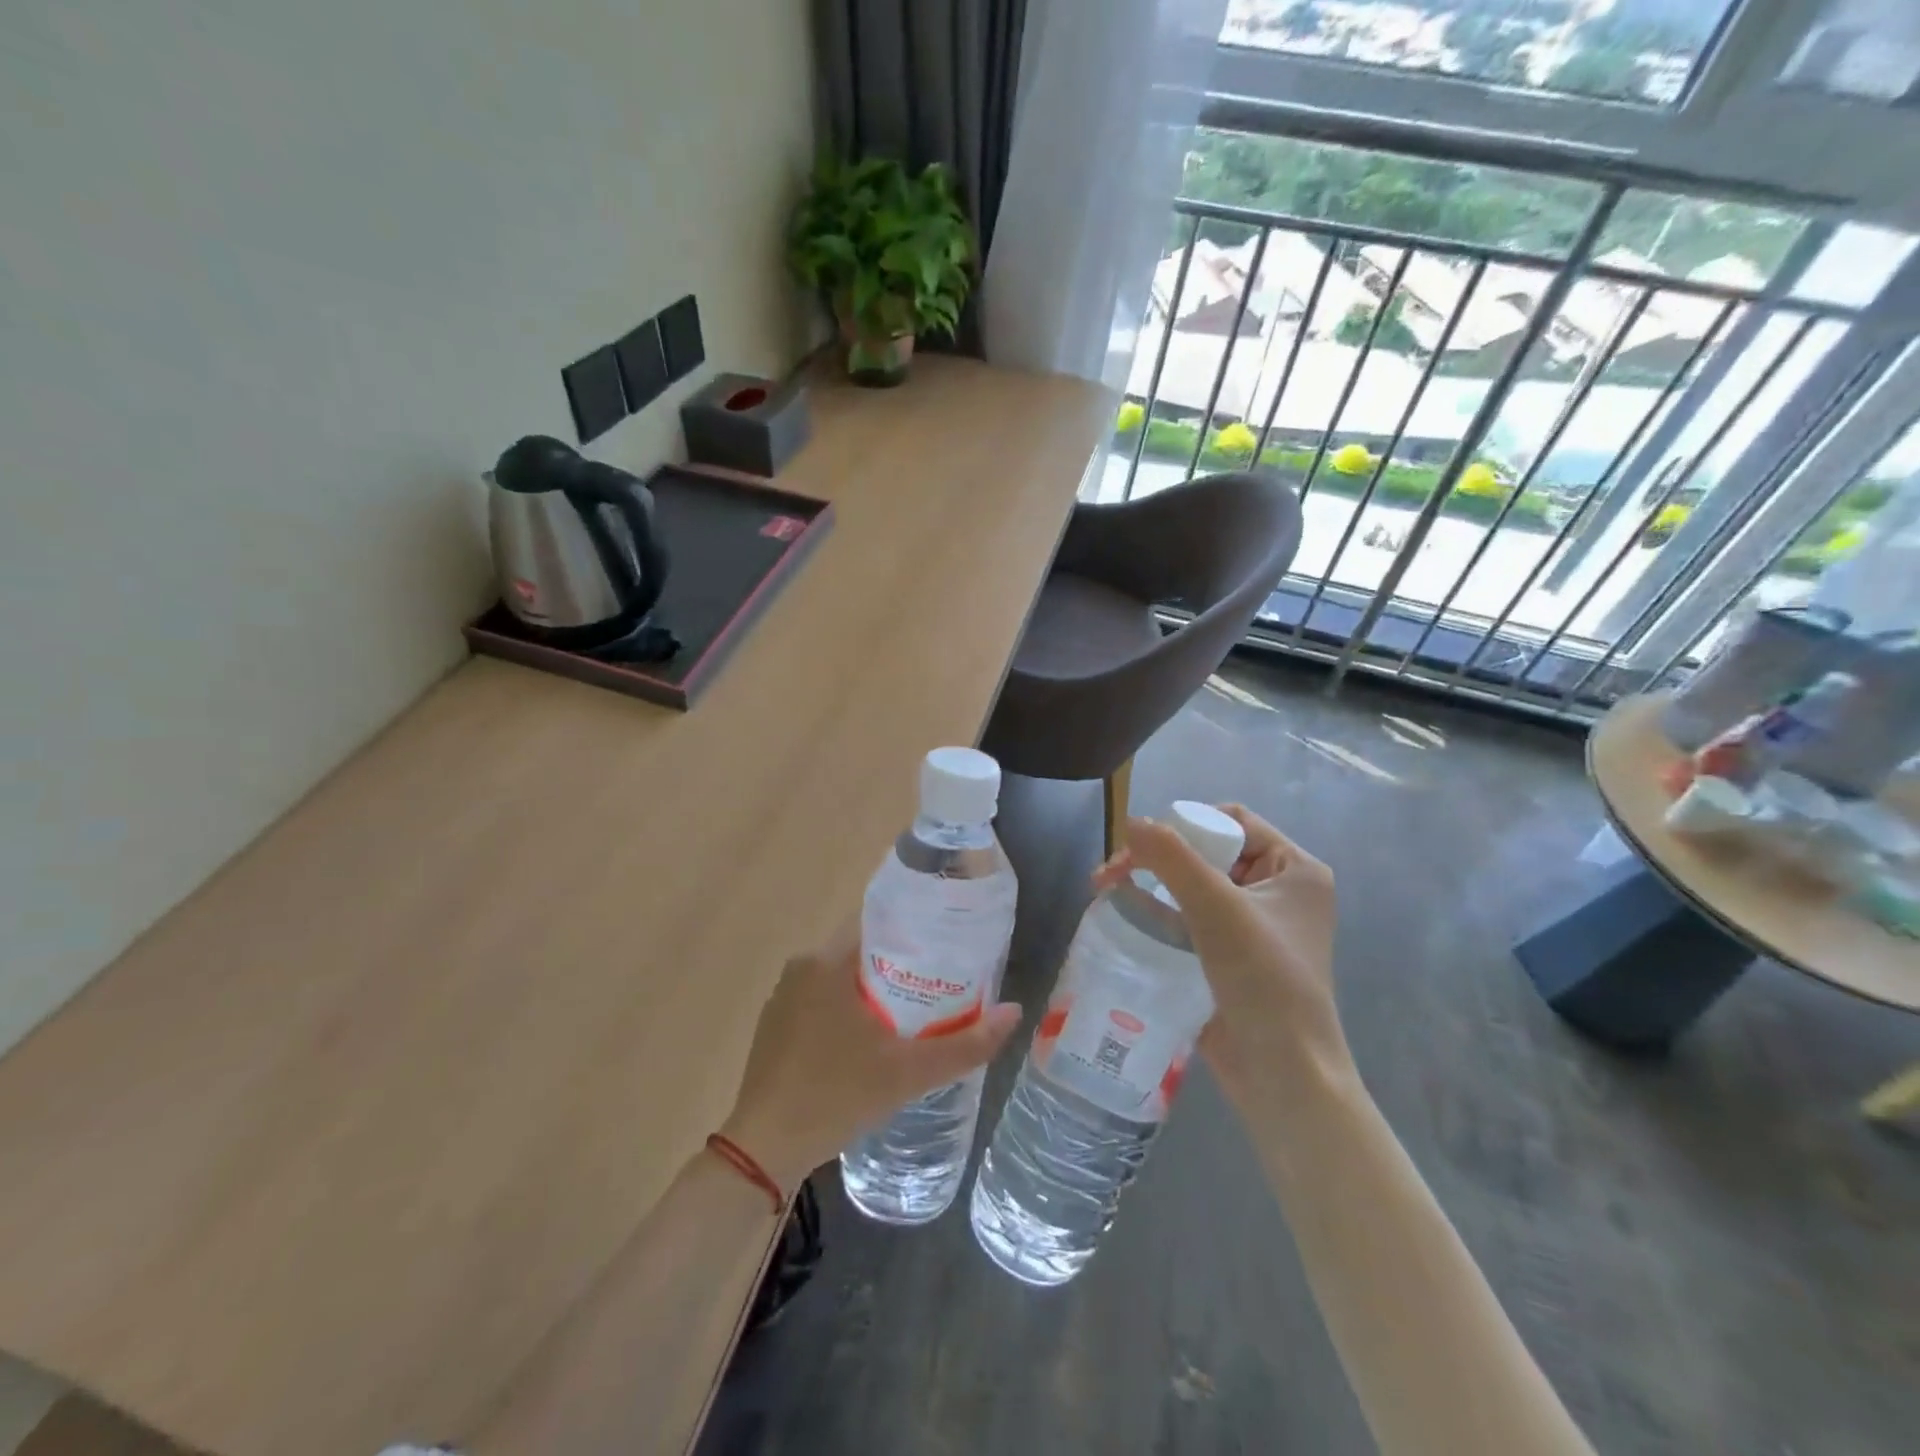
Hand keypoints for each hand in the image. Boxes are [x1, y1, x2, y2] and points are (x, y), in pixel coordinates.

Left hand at [719, 926, 1022, 1189]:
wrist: (763, 1151)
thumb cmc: (836, 1095)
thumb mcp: (908, 1073)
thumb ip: (965, 1044)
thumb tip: (1016, 1012)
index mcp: (826, 961)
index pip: (880, 924)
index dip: (917, 933)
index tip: (949, 949)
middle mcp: (801, 967)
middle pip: (863, 953)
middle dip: (902, 968)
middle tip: (942, 988)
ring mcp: (783, 997)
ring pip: (842, 980)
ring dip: (875, 993)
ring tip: (915, 1014)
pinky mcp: (775, 1026)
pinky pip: (821, 1002)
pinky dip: (848, 1012)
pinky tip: (869, 1042)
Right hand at [1096, 805, 1350, 1111]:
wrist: (1284, 1076)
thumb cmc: (1263, 980)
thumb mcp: (1217, 908)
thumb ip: (1172, 858)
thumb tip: (1131, 821)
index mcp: (1295, 869)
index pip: (1233, 821)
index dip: (1186, 824)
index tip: (1143, 846)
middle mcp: (1279, 892)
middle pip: (1208, 852)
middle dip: (1158, 857)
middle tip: (1112, 871)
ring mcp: (1256, 927)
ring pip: (1194, 886)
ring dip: (1151, 884)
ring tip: (1107, 890)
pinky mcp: (1232, 958)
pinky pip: (1191, 919)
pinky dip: (1160, 913)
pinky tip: (1126, 917)